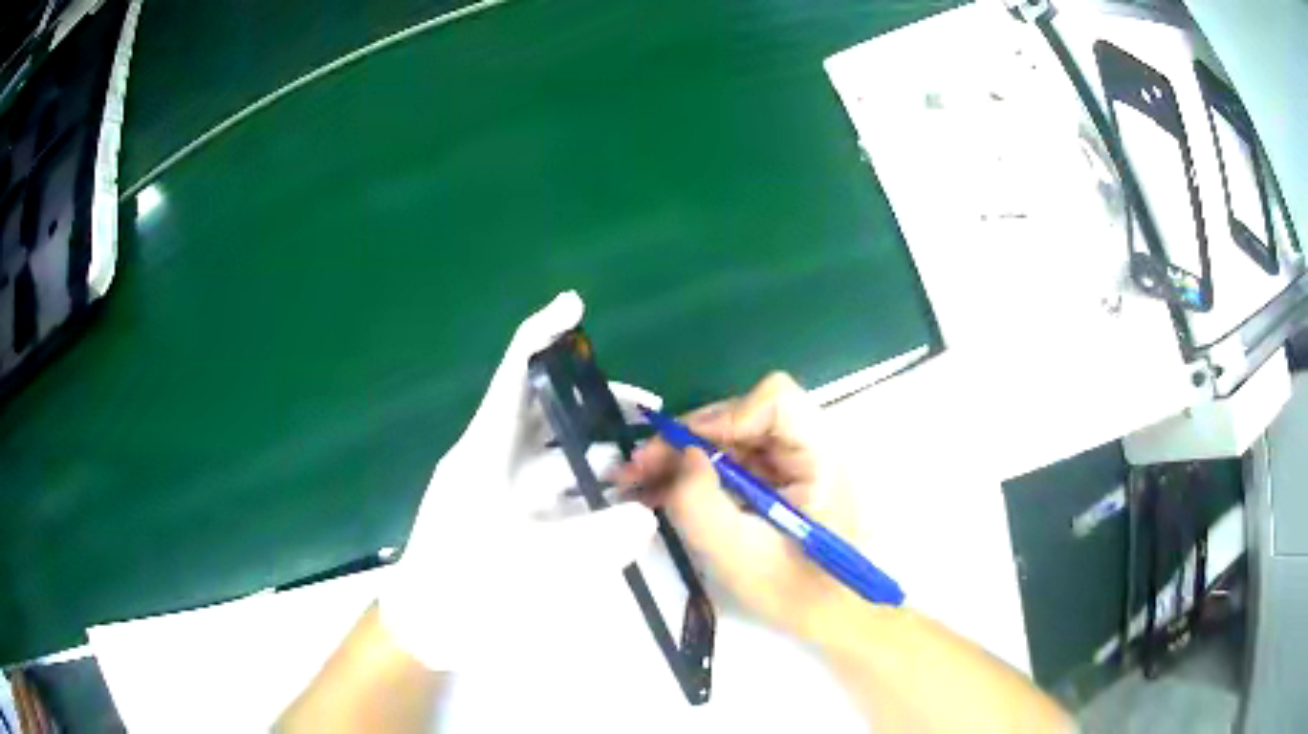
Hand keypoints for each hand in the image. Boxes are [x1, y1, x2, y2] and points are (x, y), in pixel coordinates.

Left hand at [379, 291, 658, 670]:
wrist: (428, 628)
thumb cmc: (461, 588)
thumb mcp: (525, 567)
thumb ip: (590, 543)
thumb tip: (645, 516)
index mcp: (484, 450)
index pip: (513, 374)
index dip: (542, 334)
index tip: (575, 306)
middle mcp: (494, 459)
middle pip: (547, 411)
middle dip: (596, 402)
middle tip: (649, 408)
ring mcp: (505, 490)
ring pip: (557, 452)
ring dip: (599, 449)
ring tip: (647, 458)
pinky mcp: (515, 518)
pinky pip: (558, 490)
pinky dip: (590, 489)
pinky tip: (624, 501)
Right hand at [618, 372, 862, 638]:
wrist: (834, 617)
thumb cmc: (797, 592)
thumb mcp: (740, 555)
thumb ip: (700, 503)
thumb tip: (681, 454)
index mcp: (820, 457)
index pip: (775, 402)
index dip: (724, 418)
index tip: (683, 454)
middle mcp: (810, 448)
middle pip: (744, 417)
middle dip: (688, 439)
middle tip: (638, 470)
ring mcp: (795, 464)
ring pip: (731, 440)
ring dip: (684, 457)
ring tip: (638, 484)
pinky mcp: (780, 481)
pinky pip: (733, 463)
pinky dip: (697, 475)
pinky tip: (661, 493)